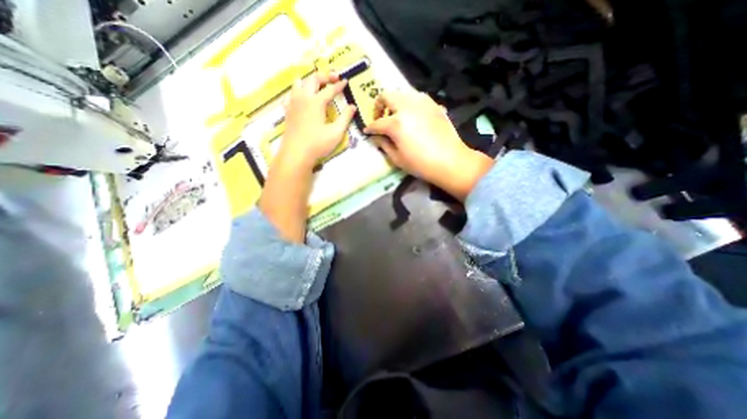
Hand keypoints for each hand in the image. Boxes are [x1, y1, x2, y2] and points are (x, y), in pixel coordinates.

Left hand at [277, 70, 358, 168]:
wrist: (296, 153)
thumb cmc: (318, 144)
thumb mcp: (336, 132)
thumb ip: (345, 118)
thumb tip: (353, 106)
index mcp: (316, 102)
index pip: (330, 89)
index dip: (339, 85)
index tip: (346, 81)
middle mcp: (304, 98)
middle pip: (313, 79)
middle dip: (324, 76)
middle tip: (333, 78)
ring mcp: (293, 103)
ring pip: (299, 83)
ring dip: (309, 81)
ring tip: (317, 86)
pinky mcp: (287, 111)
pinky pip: (290, 95)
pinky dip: (297, 92)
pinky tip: (301, 98)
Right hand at [364, 91, 494, 200]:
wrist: (450, 161)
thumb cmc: (421, 164)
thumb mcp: (397, 159)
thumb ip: (384, 145)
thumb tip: (376, 137)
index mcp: (396, 123)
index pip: (377, 123)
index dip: (370, 128)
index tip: (367, 131)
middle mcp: (407, 107)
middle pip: (387, 96)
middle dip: (379, 105)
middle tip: (380, 117)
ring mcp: (422, 103)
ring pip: (402, 93)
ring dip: (395, 102)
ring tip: (396, 115)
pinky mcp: (434, 105)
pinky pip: (417, 97)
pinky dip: (410, 103)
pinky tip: (413, 115)